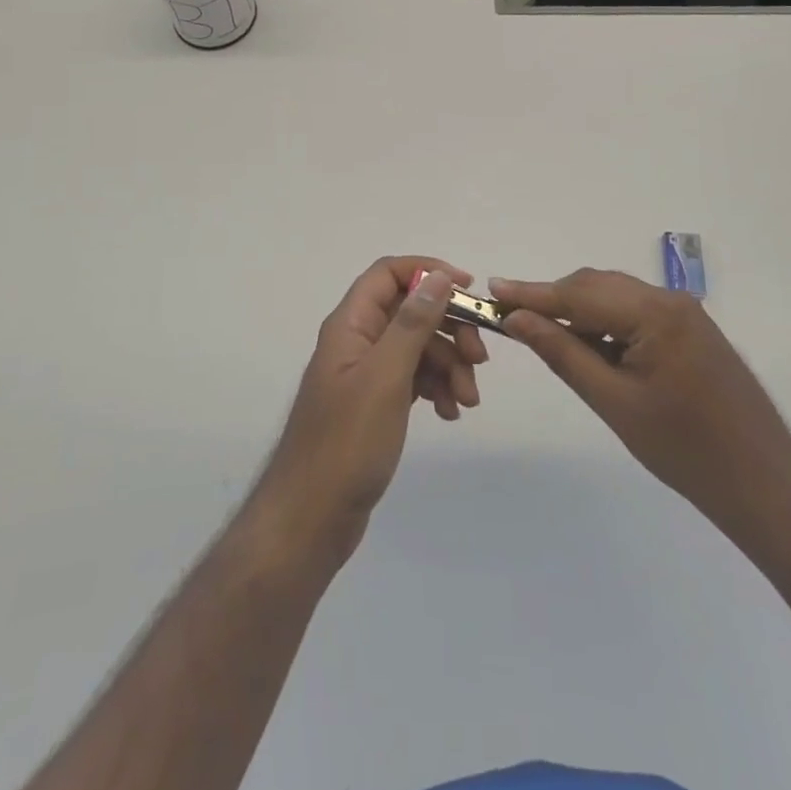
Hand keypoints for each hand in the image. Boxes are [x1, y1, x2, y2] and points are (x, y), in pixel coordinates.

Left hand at [255, 258, 487, 564]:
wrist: (311, 518)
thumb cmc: (346, 443)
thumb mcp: (385, 377)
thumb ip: (412, 323)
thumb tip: (437, 275)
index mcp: (351, 324)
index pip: (389, 273)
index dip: (428, 271)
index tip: (468, 290)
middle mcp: (357, 340)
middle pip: (410, 311)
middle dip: (449, 329)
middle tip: (479, 361)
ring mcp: (366, 374)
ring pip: (417, 347)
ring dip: (448, 365)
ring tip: (467, 401)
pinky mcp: (376, 404)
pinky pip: (413, 378)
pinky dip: (435, 388)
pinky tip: (449, 413)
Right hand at [492, 269, 790, 544]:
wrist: (765, 486)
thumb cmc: (685, 451)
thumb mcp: (613, 402)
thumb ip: (563, 352)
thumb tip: (517, 319)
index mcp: (656, 313)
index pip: (580, 294)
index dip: (532, 293)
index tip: (491, 289)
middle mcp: (671, 300)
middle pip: (597, 287)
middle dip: (553, 300)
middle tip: (509, 315)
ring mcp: (685, 314)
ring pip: (615, 298)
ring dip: (577, 311)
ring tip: (540, 332)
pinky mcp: (691, 332)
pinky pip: (635, 314)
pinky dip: (604, 324)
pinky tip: (586, 344)